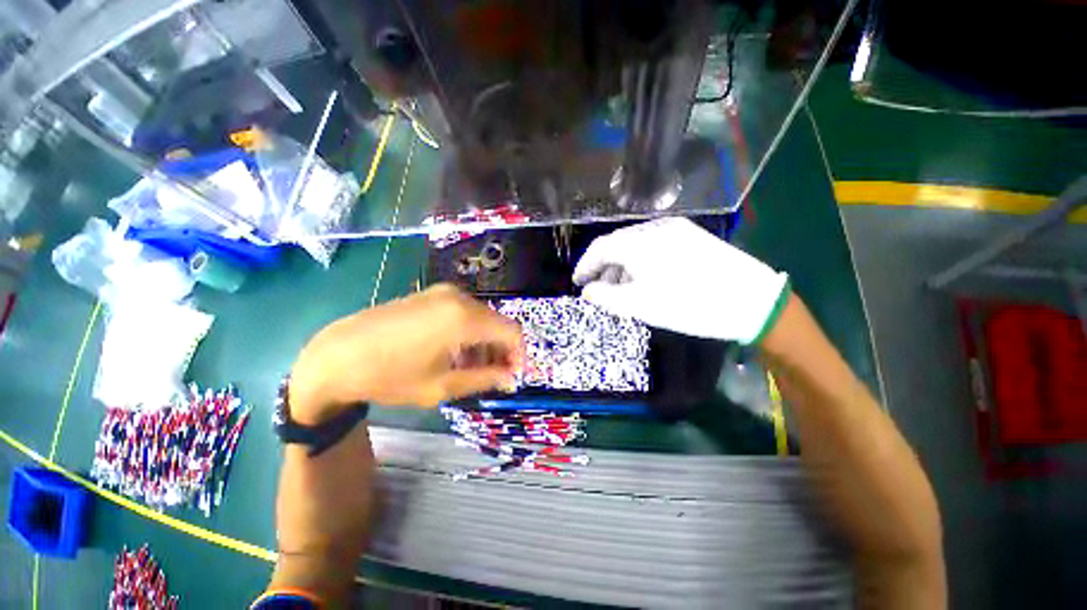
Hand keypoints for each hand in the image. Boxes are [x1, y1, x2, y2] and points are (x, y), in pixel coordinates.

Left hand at [289, 284, 523, 421]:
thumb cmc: (389, 375)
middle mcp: (459, 298)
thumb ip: (484, 379)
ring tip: (470, 369)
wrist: (336, 355)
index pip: (512, 331)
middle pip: (497, 323)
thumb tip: (510, 377)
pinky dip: (469, 332)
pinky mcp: (431, 294)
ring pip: (482, 318)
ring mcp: (443, 292)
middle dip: (500, 350)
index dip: (518, 354)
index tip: (512, 375)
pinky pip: (464, 312)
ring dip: (484, 343)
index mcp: (465, 318)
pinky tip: (454, 352)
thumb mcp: (441, 385)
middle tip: (492, 376)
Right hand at [573, 217, 789, 343]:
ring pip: (635, 245)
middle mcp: (654, 228)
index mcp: (638, 242)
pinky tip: (645, 279)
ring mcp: (675, 230)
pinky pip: (654, 246)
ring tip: (622, 289)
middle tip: (599, 290)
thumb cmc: (688, 305)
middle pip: (617, 244)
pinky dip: (641, 262)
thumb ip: (605, 297)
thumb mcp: (639, 305)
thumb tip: (587, 291)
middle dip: (603, 268)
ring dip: (622, 266)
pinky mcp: (691, 237)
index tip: (577, 282)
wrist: (751, 301)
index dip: (584, 266)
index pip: (600, 248)